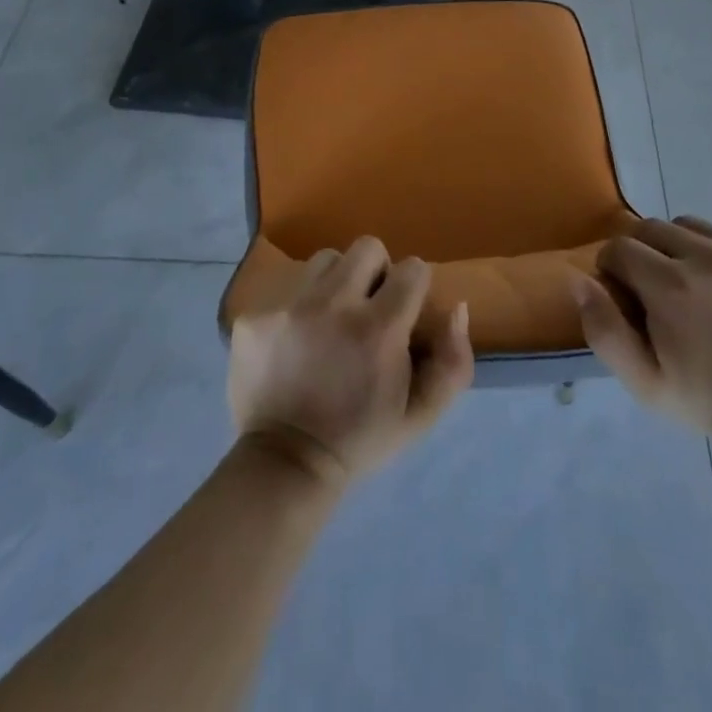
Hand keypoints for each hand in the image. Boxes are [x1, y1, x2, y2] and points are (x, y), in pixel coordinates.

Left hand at [227, 237, 473, 487]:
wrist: (284, 465)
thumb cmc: (361, 438)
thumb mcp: (421, 413)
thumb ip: (453, 360)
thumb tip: (456, 307)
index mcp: (379, 329)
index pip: (412, 268)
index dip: (412, 289)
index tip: (402, 314)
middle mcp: (333, 305)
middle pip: (368, 247)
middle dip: (375, 273)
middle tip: (367, 309)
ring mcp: (288, 306)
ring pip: (325, 260)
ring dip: (335, 283)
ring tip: (329, 320)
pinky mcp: (255, 315)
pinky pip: (288, 285)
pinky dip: (298, 304)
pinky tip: (296, 339)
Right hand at [571, 217, 711, 442]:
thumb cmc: (704, 397)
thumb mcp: (642, 381)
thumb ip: (603, 329)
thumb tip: (580, 279)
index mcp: (671, 286)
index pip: (619, 248)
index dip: (613, 270)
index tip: (625, 296)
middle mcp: (708, 256)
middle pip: (651, 228)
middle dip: (643, 254)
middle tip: (656, 291)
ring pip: (689, 227)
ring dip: (680, 250)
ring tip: (695, 288)